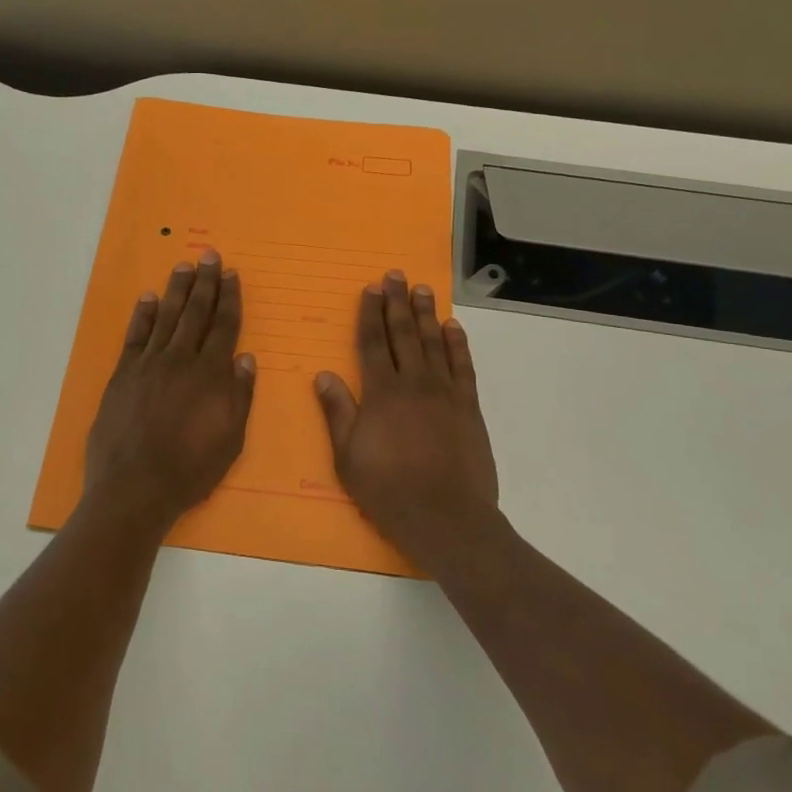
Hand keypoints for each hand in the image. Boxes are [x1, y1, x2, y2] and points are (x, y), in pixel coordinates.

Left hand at [83, 249, 256, 536]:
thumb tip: (245, 358)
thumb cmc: (190, 469)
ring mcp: (148, 364)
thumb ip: (239, 396)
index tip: (232, 274)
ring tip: (185, 265)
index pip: (224, 326)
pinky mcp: (123, 374)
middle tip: (210, 256)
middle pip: (196, 313)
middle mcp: (180, 360)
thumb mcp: (230, 439)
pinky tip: (148, 298)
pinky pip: (135, 336)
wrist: (134, 486)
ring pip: (167, 317)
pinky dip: (143, 315)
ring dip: (177, 290)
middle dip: (205, 283)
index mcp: (210, 375)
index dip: (229, 298)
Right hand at [315, 271, 499, 567]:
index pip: (372, 343)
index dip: (370, 314)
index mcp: (381, 393)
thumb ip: (338, 412)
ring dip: (426, 314)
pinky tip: (453, 327)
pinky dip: (457, 344)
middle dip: (397, 303)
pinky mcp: (468, 407)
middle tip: (396, 275)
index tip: (370, 289)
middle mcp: (413, 383)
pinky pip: (462, 366)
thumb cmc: (388, 489)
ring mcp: (444, 393)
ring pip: (433, 343)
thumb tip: (324, 374)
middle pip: (403, 334)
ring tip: (422, 289)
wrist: (445, 516)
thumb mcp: (348, 457)